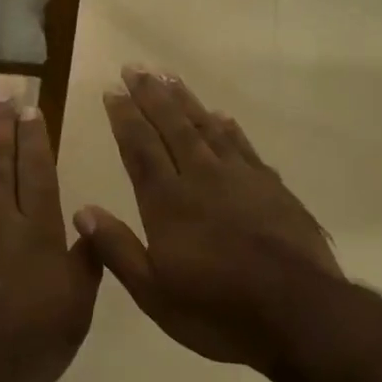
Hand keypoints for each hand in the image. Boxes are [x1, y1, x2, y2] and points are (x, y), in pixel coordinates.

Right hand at [74, 67, 339, 373]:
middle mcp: (201, 178)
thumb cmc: (217, 310)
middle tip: (135, 67)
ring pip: (207, 128)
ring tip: (169, 77)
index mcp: (167, 202)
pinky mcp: (272, 188)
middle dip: (151, 95)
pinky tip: (221, 117)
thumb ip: (117, 249)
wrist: (299, 314)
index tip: (113, 90)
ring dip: (186, 101)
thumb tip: (82, 210)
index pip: (140, 148)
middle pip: (172, 126)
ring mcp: (241, 179)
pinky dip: (228, 128)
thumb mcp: (154, 293)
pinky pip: (243, 146)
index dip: (124, 117)